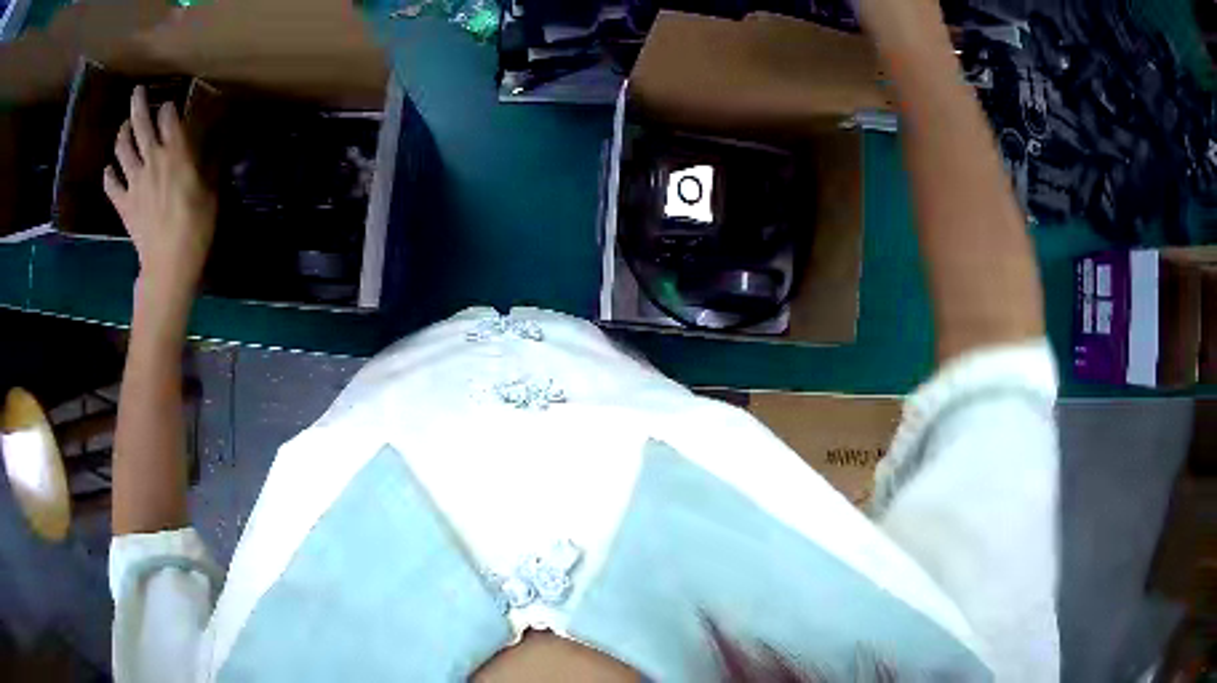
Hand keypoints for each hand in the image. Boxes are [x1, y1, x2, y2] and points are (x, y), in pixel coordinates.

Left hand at [104, 86, 215, 313]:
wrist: (169, 263)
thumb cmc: (196, 225)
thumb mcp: (210, 188)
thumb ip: (207, 159)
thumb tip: (214, 138)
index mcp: (174, 151)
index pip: (168, 115)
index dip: (169, 108)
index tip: (171, 107)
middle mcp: (151, 158)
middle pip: (140, 123)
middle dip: (138, 103)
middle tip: (137, 92)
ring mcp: (133, 181)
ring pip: (122, 149)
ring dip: (122, 134)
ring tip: (124, 128)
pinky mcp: (123, 204)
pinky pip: (111, 186)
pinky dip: (109, 176)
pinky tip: (109, 171)